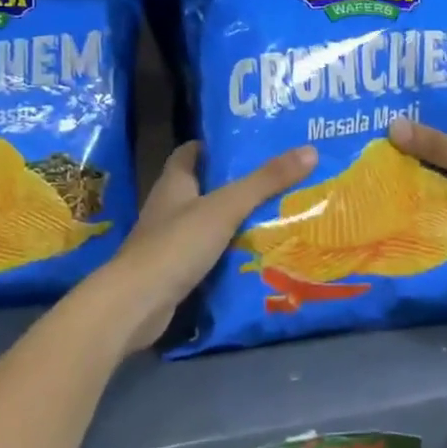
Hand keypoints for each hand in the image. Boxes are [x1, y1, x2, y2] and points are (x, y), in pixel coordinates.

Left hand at [109, 141, 317, 356]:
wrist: (136, 304)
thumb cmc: (177, 244)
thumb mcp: (226, 207)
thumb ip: (265, 181)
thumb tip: (309, 150)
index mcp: (174, 183)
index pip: (190, 153)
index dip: (213, 146)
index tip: (245, 143)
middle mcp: (168, 208)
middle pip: (202, 187)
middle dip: (233, 183)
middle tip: (274, 178)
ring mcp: (169, 241)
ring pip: (206, 222)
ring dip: (233, 219)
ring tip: (274, 213)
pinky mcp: (174, 271)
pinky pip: (206, 253)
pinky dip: (227, 251)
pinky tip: (254, 253)